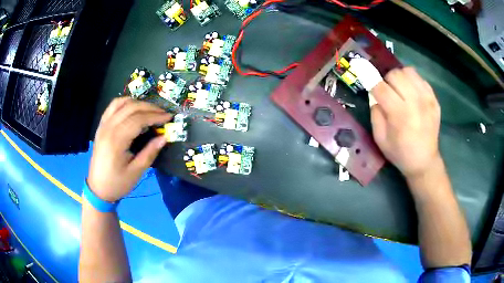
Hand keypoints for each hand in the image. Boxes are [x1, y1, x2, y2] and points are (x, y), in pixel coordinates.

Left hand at [87, 97, 171, 201]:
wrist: (98, 188)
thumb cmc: (117, 183)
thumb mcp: (136, 172)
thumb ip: (150, 152)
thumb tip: (164, 137)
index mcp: (116, 140)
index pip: (138, 119)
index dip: (155, 116)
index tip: (169, 117)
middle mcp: (108, 128)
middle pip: (131, 107)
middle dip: (150, 107)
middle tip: (163, 113)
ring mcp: (103, 125)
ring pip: (121, 103)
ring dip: (138, 103)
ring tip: (150, 110)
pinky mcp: (101, 126)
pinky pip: (112, 106)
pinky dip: (125, 103)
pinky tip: (133, 108)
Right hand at [370, 67, 440, 178]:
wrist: (424, 161)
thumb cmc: (400, 153)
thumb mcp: (380, 139)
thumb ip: (375, 114)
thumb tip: (375, 95)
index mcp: (400, 114)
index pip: (381, 87)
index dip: (371, 82)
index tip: (369, 84)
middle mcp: (415, 102)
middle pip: (395, 74)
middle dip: (387, 81)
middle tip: (388, 92)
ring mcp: (427, 99)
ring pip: (409, 71)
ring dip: (400, 78)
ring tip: (400, 89)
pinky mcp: (434, 99)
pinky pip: (420, 79)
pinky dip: (413, 81)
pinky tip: (412, 93)